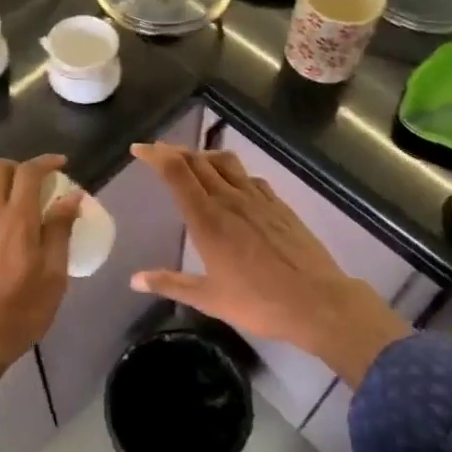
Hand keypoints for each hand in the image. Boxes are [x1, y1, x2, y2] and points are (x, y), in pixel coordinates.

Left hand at [0, 155, 82, 384]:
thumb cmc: (21, 311)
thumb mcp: (53, 275)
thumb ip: (60, 231)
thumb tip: (72, 197)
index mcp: (16, 219)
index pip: (28, 172)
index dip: (46, 161)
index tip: (62, 164)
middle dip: (19, 166)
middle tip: (39, 182)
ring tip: (17, 200)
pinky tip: (1, 227)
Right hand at [128, 143, 407, 386]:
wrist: (317, 301)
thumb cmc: (259, 302)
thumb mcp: (209, 298)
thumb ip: (170, 284)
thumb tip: (135, 280)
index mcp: (207, 219)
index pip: (177, 173)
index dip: (156, 156)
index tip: (140, 149)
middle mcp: (230, 199)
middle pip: (198, 161)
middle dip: (174, 152)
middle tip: (159, 153)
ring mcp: (258, 198)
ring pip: (226, 162)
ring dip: (204, 156)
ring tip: (193, 163)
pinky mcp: (279, 204)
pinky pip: (250, 177)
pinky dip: (233, 173)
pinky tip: (233, 186)